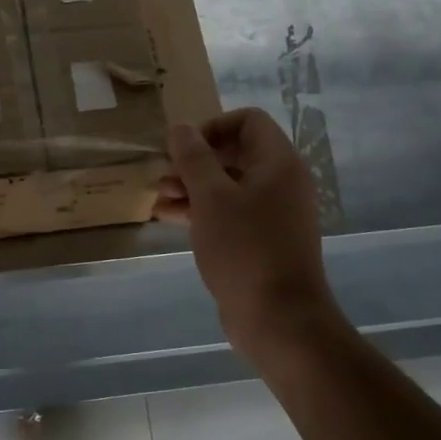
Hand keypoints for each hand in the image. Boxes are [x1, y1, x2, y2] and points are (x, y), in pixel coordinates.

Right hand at [155, 109, 339, 354]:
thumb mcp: (210, 197)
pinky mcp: (262, 241)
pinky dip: (202, 211)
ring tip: (159, 198)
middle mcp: (281, 183)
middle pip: (235, 153)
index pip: (248, 121)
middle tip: (164, 176)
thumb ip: (193, 158)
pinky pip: (230, 213)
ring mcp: (274, 214)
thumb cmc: (244, 248)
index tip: (183, 149)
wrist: (278, 317)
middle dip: (195, 161)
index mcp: (278, 163)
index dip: (212, 127)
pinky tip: (169, 218)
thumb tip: (179, 126)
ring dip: (193, 187)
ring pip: (229, 186)